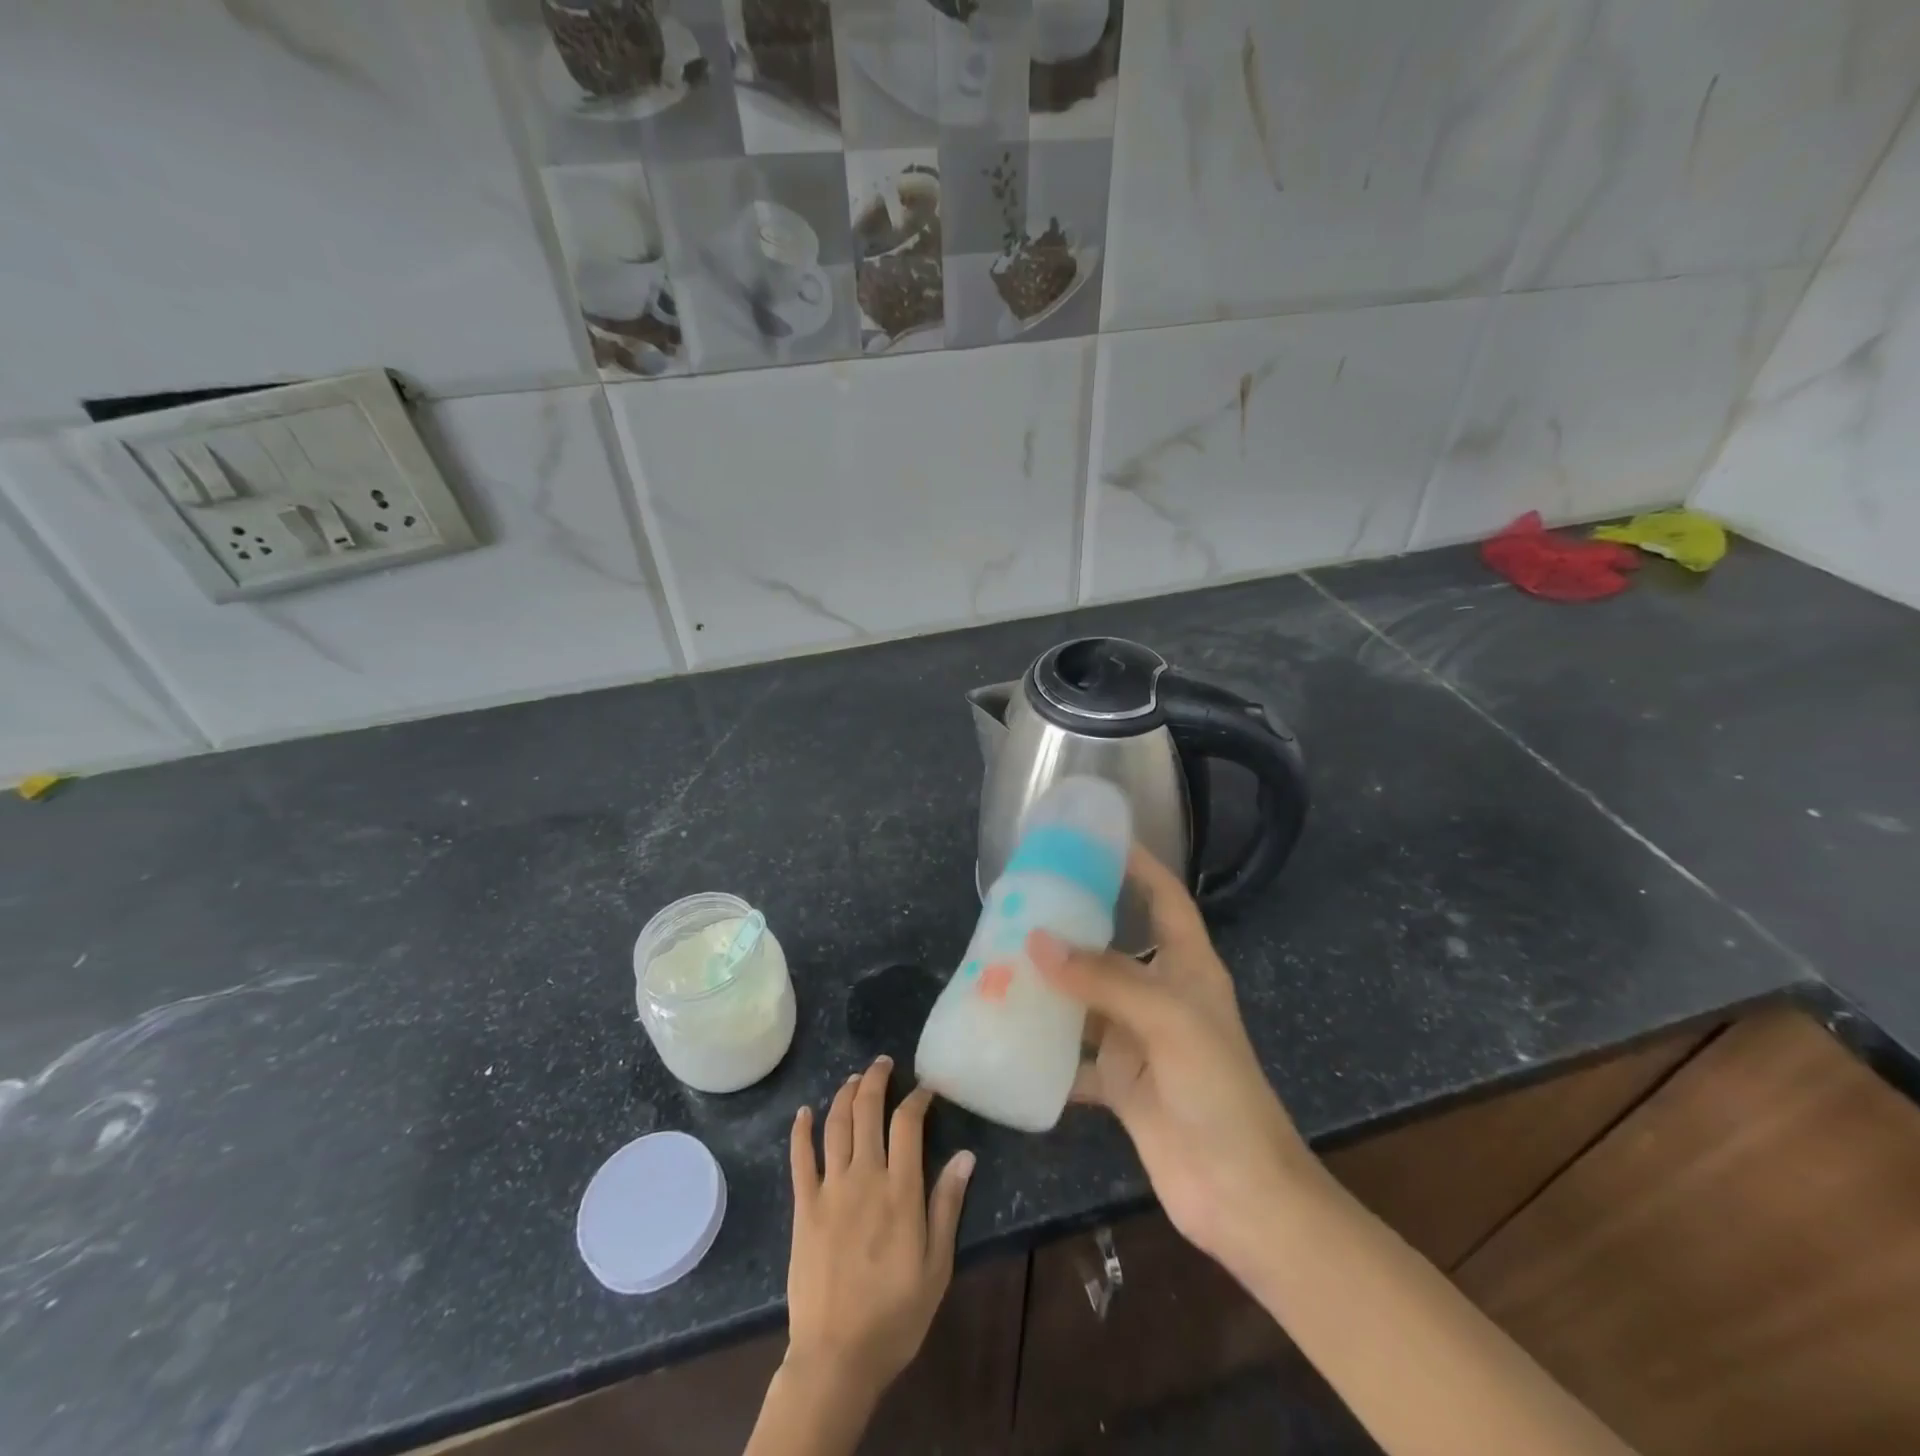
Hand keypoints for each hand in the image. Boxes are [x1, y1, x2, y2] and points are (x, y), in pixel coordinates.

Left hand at [783, 1056, 974, 1411]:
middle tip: (885, 1063)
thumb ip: (948, 1206)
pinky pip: (800, 1158)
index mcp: (900, 1191)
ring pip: (836, 1125)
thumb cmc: (895, 1314)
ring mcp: (830, 1189)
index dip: (917, 1098)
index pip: (908, 1124)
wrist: (836, 1356)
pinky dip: (801, 1129)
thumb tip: (967, 1156)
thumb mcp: (936, 1266)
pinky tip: (804, 1111)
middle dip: (877, 1080)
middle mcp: (864, 1177)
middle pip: (868, 1111)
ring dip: (845, 1094)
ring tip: (855, 1077)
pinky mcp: (804, 1206)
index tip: (926, 1088)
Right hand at [1028, 847, 1320, 1283]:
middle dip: (1075, 923)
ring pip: (1087, 998)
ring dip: (1051, 984)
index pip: (1165, 899)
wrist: (1239, 1193)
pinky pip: (1074, 1054)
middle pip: (1114, 945)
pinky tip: (1007, 1033)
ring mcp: (1138, 1039)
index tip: (1096, 840)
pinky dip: (1045, 1047)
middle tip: (1024, 900)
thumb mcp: (1168, 1020)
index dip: (1139, 866)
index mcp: (1188, 967)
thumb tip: (1036, 940)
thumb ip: (1103, 978)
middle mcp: (1161, 995)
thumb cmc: (1217, 1090)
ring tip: (1002, 958)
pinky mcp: (1120, 1082)